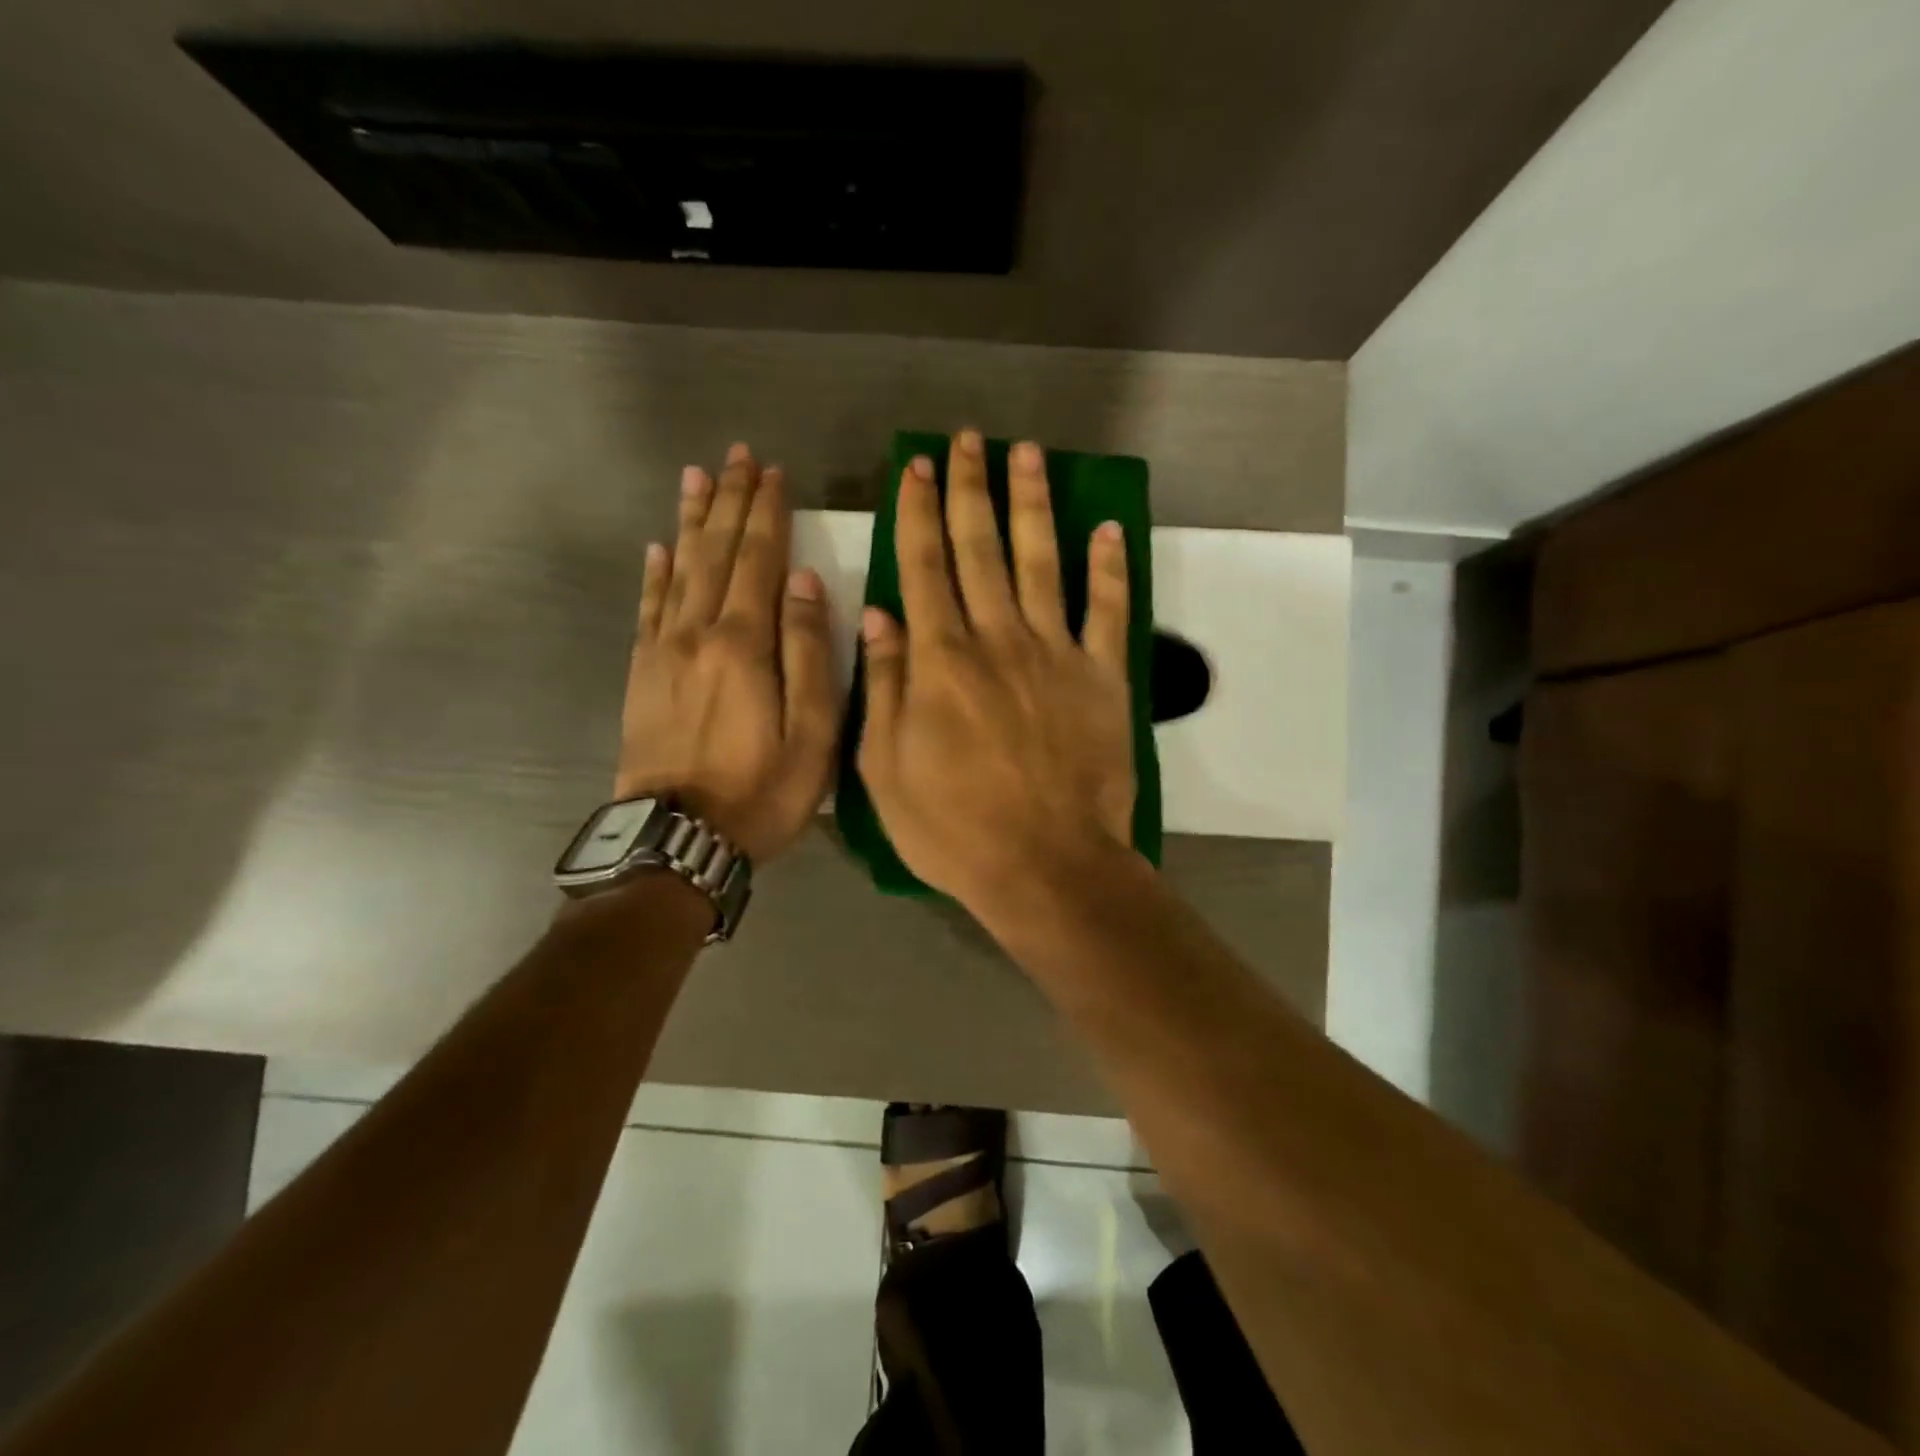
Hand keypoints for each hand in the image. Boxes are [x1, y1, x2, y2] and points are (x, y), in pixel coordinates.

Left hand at [616, 444, 838, 862]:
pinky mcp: (643, 674)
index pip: (758, 560)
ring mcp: (664, 651)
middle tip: (737, 456)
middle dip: (729, 501)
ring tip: (696, 478)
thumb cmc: (761, 791)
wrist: (679, 838)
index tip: (775, 473)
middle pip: (716, 552)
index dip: (767, 514)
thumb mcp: (812, 733)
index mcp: (745, 643)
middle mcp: (699, 632)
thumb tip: (805, 582)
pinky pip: (648, 608)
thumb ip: (810, 653)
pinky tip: (659, 547)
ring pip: (679, 569)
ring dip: (691, 521)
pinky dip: (655, 573)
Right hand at [856, 431, 1135, 916]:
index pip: (924, 567)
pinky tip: (1106, 528)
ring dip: (1032, 504)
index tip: (917, 468)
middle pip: (981, 548)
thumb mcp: (885, 769)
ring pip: (1041, 561)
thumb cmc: (954, 828)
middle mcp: (996, 639)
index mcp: (940, 660)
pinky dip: (1109, 567)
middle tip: (966, 441)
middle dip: (970, 489)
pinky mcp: (1104, 677)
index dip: (919, 513)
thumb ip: (884, 687)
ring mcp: (1056, 653)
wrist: (1046, 865)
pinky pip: (1107, 610)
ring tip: (1026, 454)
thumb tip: (879, 615)